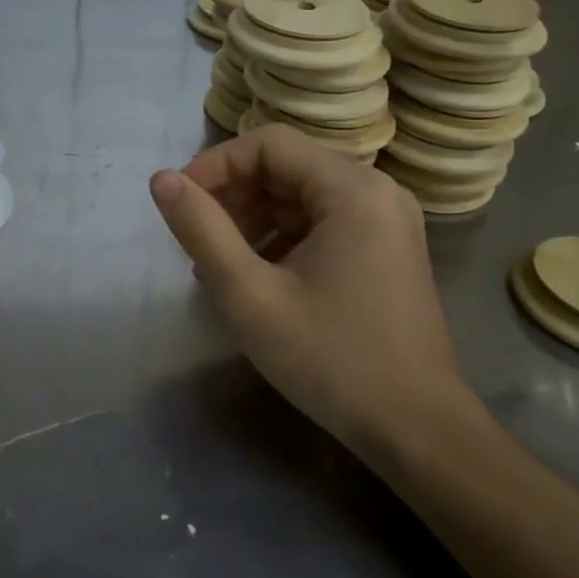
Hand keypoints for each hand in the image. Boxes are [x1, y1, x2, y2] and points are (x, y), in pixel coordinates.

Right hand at [149, 125, 472, 458]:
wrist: (417, 432)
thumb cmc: (331, 359)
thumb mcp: (249, 294)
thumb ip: (201, 229)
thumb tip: (161, 179)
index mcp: (352, 190)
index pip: (267, 145)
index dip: (215, 166)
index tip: (180, 203)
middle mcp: (376, 191)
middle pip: (284, 166)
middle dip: (231, 196)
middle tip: (196, 240)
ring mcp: (385, 220)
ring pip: (298, 194)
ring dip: (251, 218)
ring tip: (217, 264)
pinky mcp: (384, 248)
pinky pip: (319, 221)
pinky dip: (279, 237)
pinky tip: (253, 275)